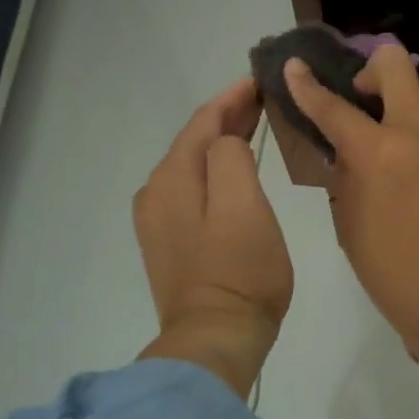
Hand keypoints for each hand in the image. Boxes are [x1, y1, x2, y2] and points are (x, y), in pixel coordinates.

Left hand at [133, 77, 292, 396]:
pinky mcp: (169, 242)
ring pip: (191, 164)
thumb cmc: (240, 270)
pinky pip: (191, 188)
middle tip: (262, 99)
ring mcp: (158, 220)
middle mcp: (156, 192)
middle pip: (194, 141)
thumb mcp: (244, 205)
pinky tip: (232, 169)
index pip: (203, 122)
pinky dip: (213, 169)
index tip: (260, 80)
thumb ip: (230, 159)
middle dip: (226, 116)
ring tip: (253, 126)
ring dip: (220, 141)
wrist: (216, 338)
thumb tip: (227, 142)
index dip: (232, 98)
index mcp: (173, 178)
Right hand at [283, 44, 418, 354]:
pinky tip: (418, 164)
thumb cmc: (392, 272)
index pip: (333, 106)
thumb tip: (348, 150)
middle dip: (370, 70)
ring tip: (391, 136)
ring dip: (401, 102)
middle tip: (359, 96)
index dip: (307, 85)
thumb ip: (346, 175)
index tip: (294, 67)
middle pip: (395, 66)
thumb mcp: (349, 222)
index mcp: (378, 152)